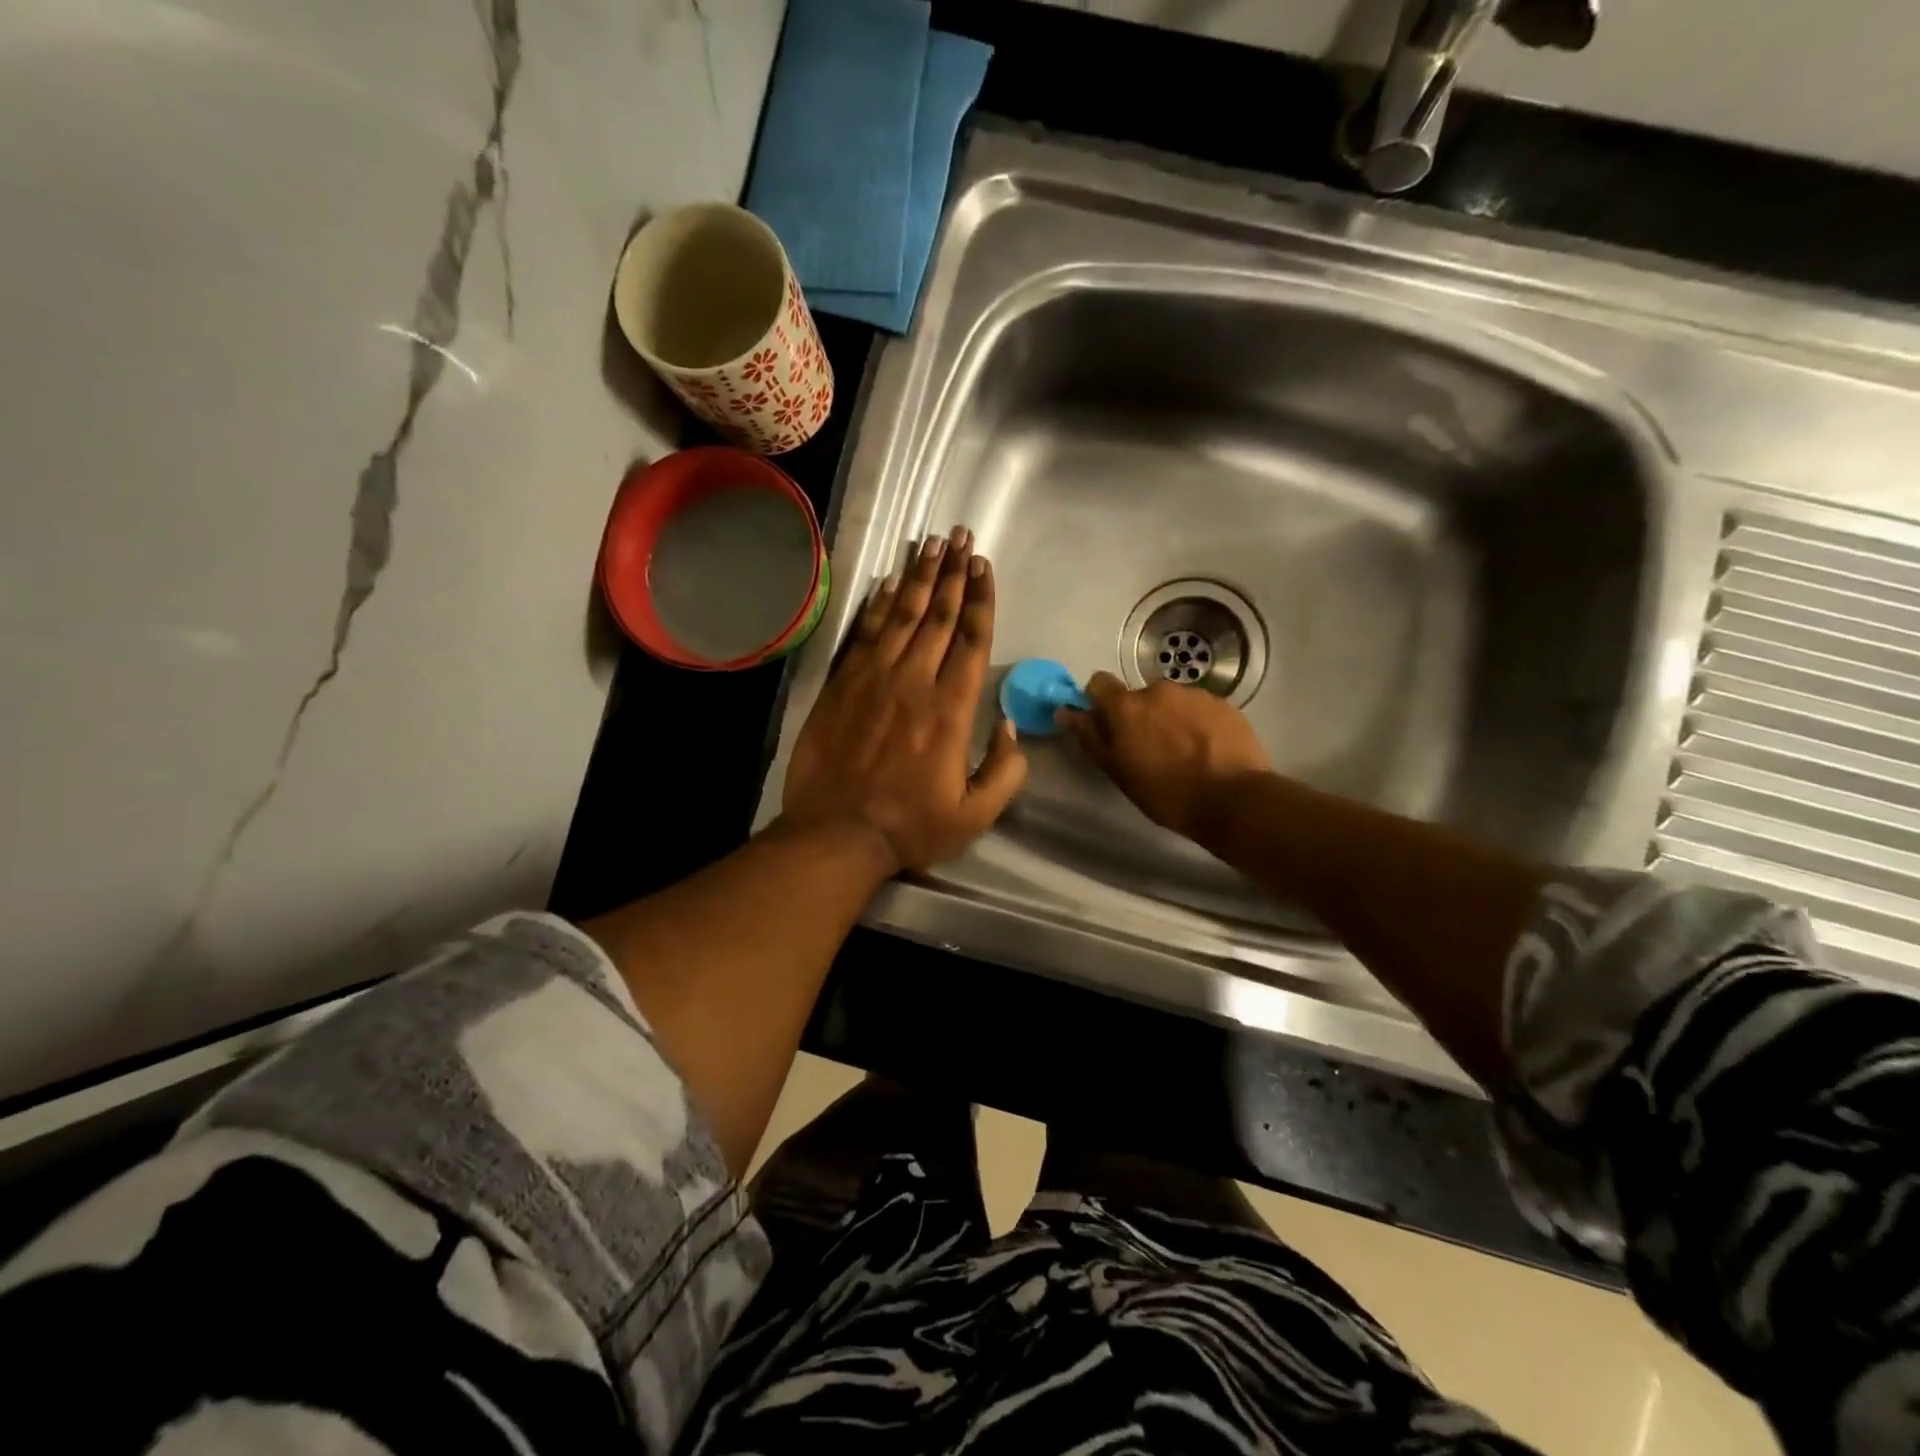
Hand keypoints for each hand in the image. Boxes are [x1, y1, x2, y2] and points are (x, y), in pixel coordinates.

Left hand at [779, 527, 1026, 872]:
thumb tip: (1012, 727)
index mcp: (950, 710)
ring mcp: (873, 679)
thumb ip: (1005, 770)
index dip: (980, 600)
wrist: (836, 835)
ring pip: (901, 616)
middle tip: (960, 536)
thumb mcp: (975, 814)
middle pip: (937, 616)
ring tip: (930, 544)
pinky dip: (877, 607)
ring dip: (917, 578)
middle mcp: (913, 682)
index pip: (971, 640)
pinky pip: (864, 635)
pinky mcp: (841, 686)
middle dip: (952, 573)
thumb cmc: (911, 827)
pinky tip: (887, 584)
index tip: (983, 566)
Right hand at [1057, 671, 1269, 838]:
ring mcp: (1195, 694)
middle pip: (1139, 696)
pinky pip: (1200, 709)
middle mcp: (1159, 689)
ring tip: (1184, 753)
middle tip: (1150, 750)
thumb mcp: (1117, 771)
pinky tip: (1207, 751)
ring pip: (1172, 702)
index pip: (1099, 683)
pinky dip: (1198, 724)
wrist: (1233, 800)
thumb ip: (1090, 736)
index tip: (1107, 726)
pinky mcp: (1224, 705)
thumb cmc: (1165, 792)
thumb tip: (1065, 711)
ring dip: (1170, 719)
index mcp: (1127, 706)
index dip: (1100, 702)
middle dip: (1141, 716)